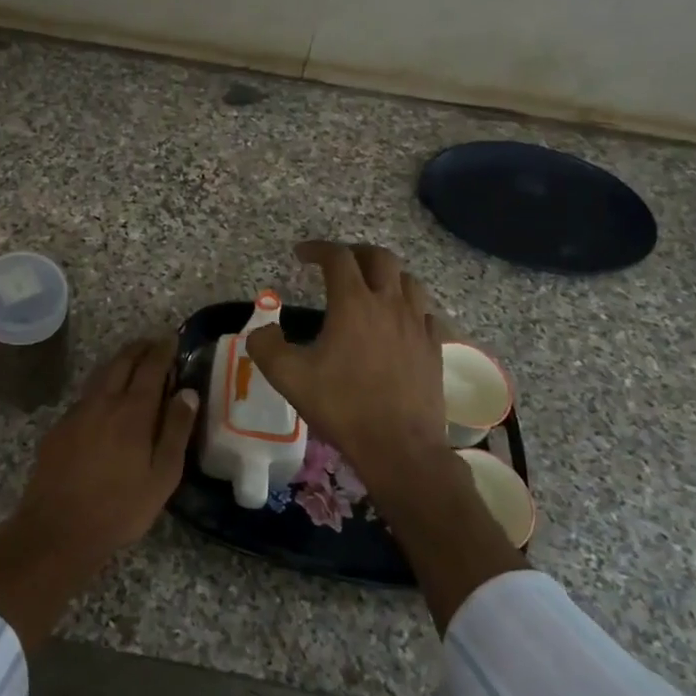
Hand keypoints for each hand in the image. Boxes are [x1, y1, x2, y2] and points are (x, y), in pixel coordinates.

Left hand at [0, 336, 198, 649]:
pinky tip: (106, 399)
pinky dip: (102, 385)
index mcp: (132, 411)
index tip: (172, 338)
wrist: (57, 530)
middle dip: (140, 348)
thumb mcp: (162, 476)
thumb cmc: (120, 508)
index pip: (151, 367)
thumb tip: (188, 392)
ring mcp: (77, 412)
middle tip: (154, 343)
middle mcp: (103, 401)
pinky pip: (86, 395)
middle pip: (122, 361)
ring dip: (119, 362)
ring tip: (133, 362)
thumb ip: (176, 430)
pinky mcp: (59, 427)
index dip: (163, 349)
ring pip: (101, 375)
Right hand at [246, 240, 525, 632]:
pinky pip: (424, 312)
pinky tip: (398, 322)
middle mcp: (389, 304)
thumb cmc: (342, 406)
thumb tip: (261, 331)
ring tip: (370, 287)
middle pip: (380, 258)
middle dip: (355, 253)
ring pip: (408, 281)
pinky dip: (408, 306)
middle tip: (337, 263)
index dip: (317, 249)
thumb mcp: (288, 377)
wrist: (399, 447)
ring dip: (386, 275)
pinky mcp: (434, 347)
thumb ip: (266, 346)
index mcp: (353, 303)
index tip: (301, 254)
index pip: (338, 257)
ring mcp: (417, 325)